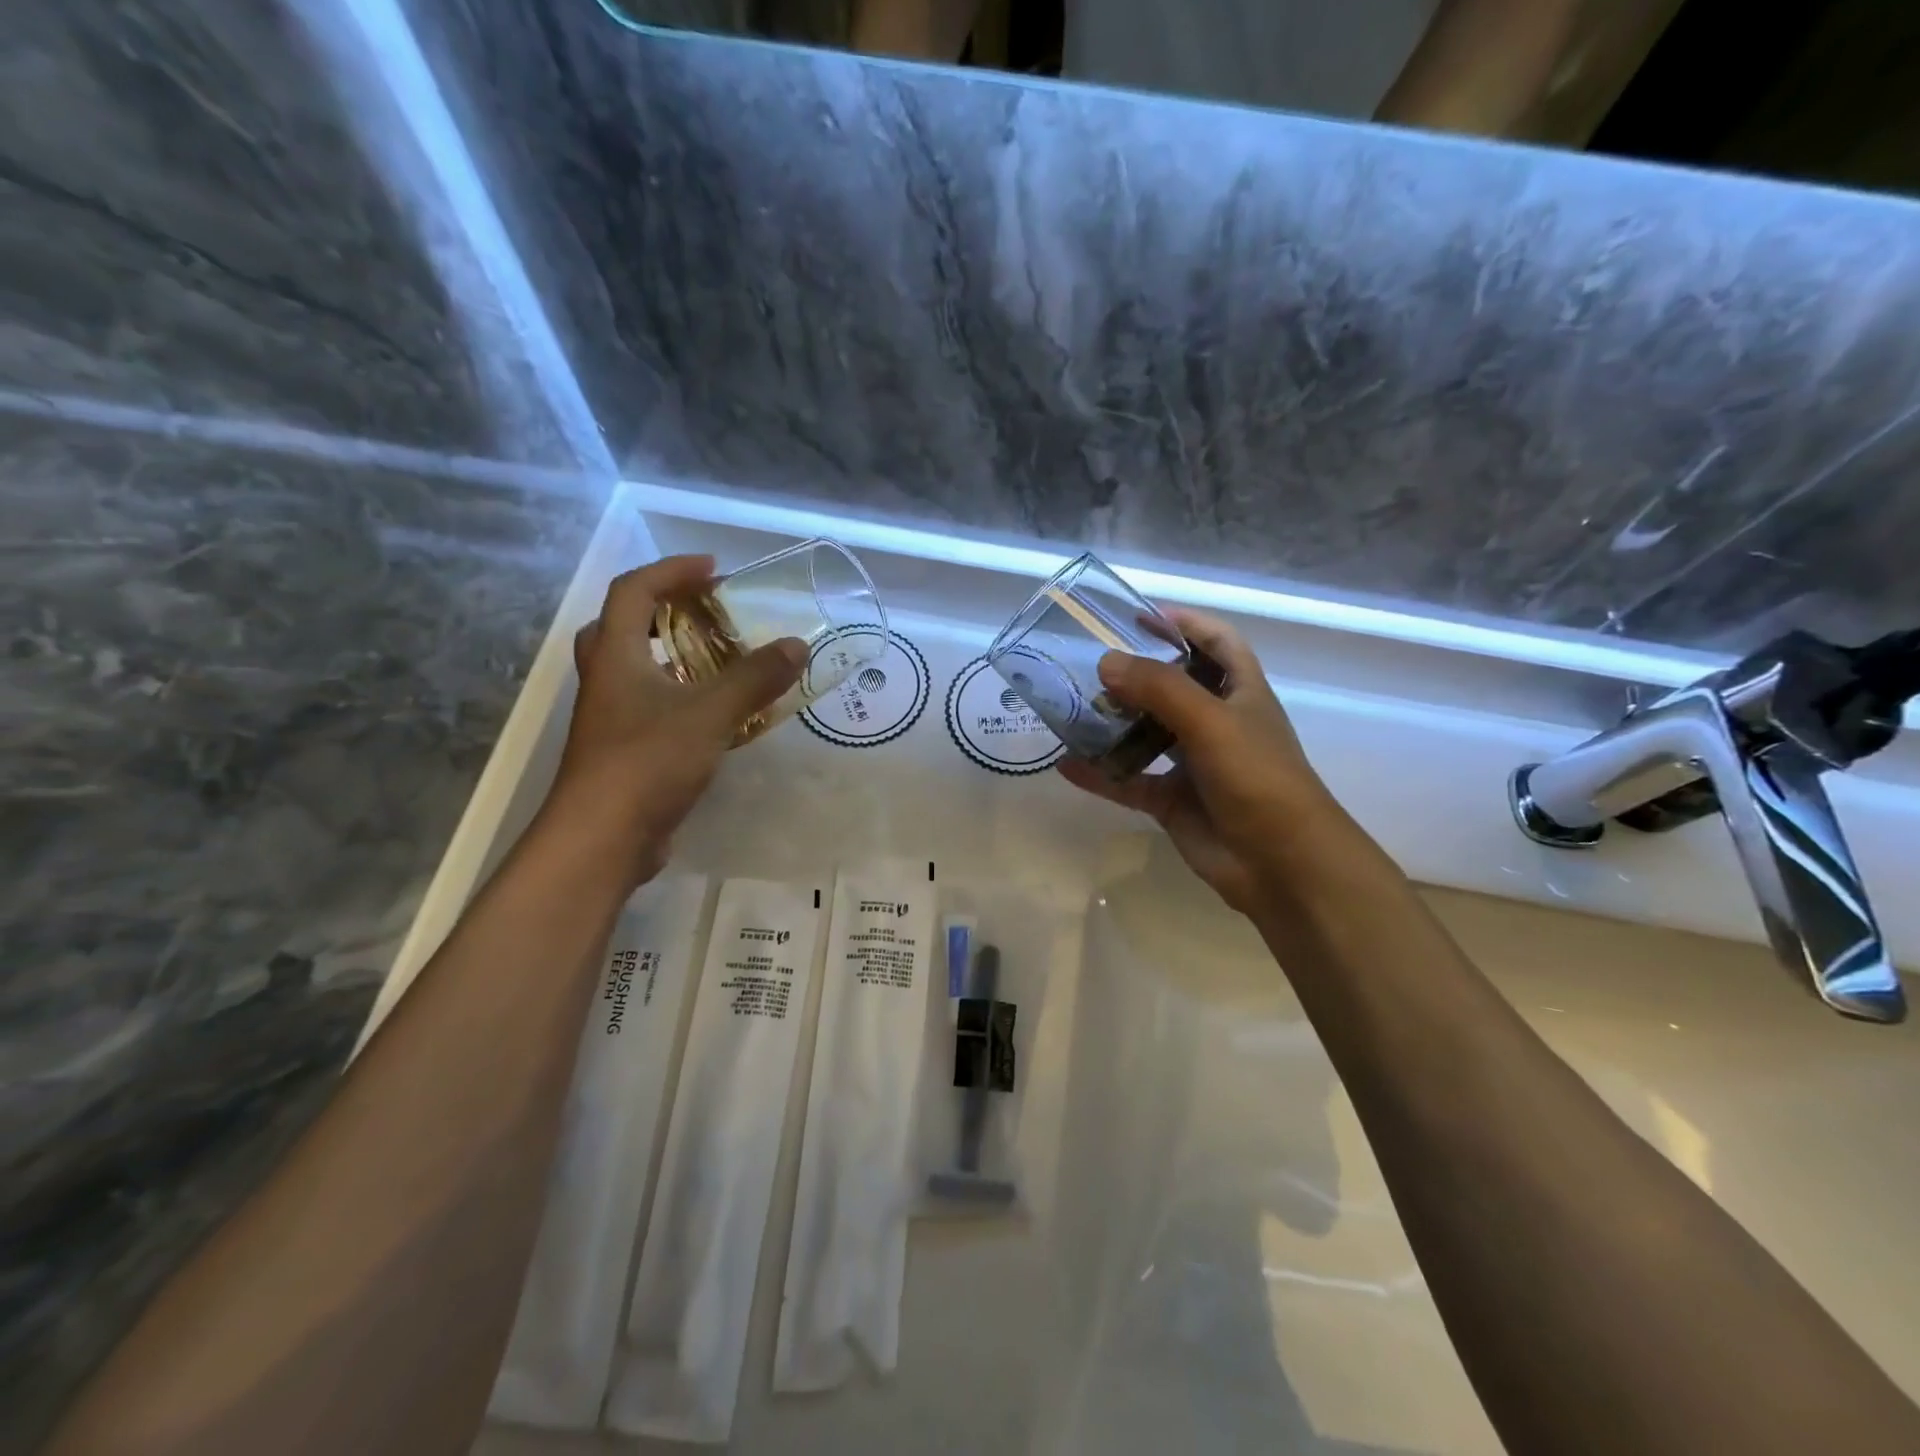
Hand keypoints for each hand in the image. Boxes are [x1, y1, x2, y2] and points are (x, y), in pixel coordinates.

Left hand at [547, 555, 804, 885]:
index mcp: (615, 655)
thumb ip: (755, 678)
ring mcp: (610, 718)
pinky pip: (651, 706)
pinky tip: (716, 715)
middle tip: (705, 612)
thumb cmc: (648, 762)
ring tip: (719, 659)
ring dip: (672, 654)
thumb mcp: (710, 714)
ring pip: (635, 669)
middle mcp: (606, 680)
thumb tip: (797, 645)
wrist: (602, 839)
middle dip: (663, 609)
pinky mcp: (623, 750)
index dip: (672, 571)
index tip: (715, 569)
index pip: (634, 590)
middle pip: (622, 625)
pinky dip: (681, 697)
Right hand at [1058, 609, 1356, 915]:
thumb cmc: (1257, 777)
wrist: (1281, 863)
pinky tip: (1066, 764)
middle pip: (1173, 687)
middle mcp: (1216, 723)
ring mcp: (1193, 765)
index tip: (1139, 615)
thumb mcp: (1211, 721)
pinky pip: (1129, 781)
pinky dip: (1100, 775)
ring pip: (1146, 735)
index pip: (1217, 643)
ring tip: (1071, 707)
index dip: (1185, 623)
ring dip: (1113, 723)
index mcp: (1241, 693)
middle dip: (1136, 674)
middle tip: (1088, 663)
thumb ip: (1159, 688)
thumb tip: (1105, 662)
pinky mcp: (1173, 802)